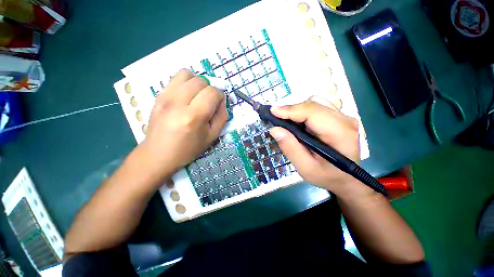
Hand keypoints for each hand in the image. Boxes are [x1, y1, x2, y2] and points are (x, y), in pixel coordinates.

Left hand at [141, 69, 227, 178]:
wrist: (158, 154)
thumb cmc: (188, 149)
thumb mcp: (211, 137)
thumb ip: (221, 117)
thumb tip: (222, 102)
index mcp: (193, 116)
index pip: (212, 93)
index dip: (220, 96)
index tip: (219, 104)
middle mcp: (178, 102)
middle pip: (201, 81)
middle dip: (210, 89)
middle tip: (208, 102)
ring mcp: (165, 97)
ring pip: (187, 74)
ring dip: (197, 83)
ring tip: (197, 95)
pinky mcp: (158, 95)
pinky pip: (175, 78)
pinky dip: (185, 82)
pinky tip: (186, 95)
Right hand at [269, 99, 371, 196]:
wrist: (345, 179)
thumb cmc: (326, 176)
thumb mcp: (305, 167)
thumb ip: (290, 148)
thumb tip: (275, 129)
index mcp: (340, 134)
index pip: (313, 113)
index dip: (291, 110)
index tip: (272, 111)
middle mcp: (345, 121)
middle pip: (313, 106)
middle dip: (291, 110)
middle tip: (275, 118)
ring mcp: (343, 117)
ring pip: (314, 105)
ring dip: (296, 112)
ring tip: (284, 122)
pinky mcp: (338, 118)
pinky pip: (316, 109)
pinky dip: (302, 114)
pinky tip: (296, 123)